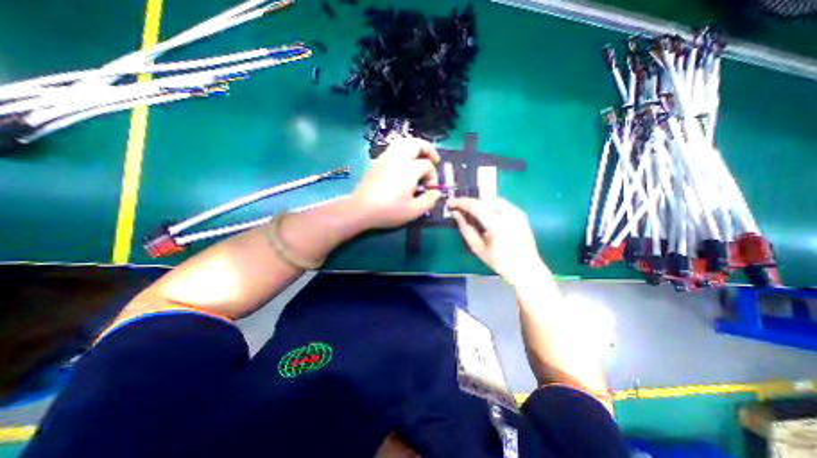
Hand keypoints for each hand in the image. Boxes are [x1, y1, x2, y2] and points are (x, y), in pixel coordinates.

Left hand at [349, 135, 440, 227]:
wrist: (361, 209)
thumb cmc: (389, 210)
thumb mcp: (414, 211)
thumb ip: (429, 200)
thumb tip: (436, 192)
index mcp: (410, 169)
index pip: (427, 166)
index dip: (433, 176)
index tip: (430, 189)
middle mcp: (398, 158)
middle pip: (416, 143)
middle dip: (427, 149)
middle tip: (433, 160)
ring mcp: (385, 157)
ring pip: (403, 143)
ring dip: (415, 148)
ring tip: (419, 158)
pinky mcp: (377, 162)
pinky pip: (393, 149)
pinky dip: (403, 151)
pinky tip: (403, 165)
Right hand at [450, 197, 544, 284]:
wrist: (526, 268)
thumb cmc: (500, 262)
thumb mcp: (478, 248)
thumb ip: (466, 229)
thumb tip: (456, 214)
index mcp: (498, 224)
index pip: (475, 206)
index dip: (460, 202)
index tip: (449, 203)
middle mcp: (509, 213)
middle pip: (484, 199)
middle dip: (469, 201)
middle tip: (458, 207)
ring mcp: (517, 212)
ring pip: (493, 199)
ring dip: (479, 203)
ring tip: (469, 211)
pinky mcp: (520, 213)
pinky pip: (501, 203)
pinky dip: (489, 205)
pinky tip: (484, 214)